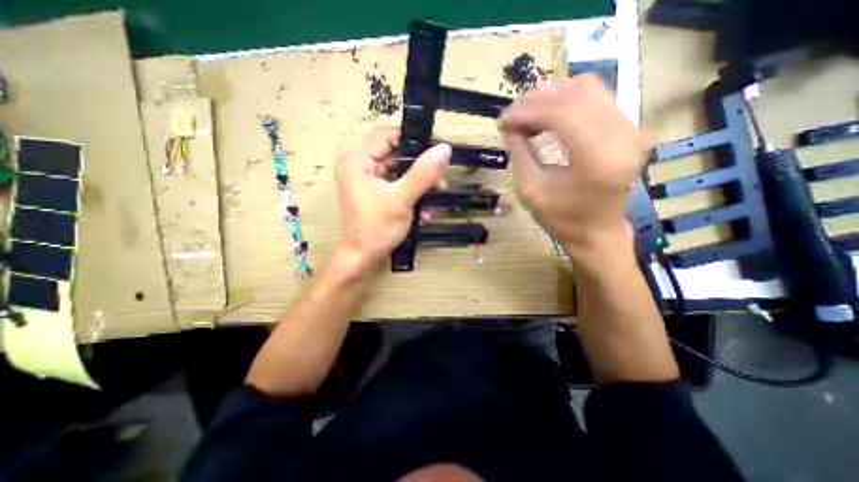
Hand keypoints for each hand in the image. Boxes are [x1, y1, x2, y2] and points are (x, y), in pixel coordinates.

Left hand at [333, 125, 449, 273]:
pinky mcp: (374, 191)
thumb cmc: (377, 229)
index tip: (436, 153)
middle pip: (395, 153)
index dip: (413, 141)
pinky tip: (422, 210)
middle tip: (439, 182)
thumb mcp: (402, 199)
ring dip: (418, 183)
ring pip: (399, 169)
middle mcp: (359, 164)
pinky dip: (410, 192)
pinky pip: (396, 183)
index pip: (388, 135)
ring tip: (434, 198)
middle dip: (420, 168)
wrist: (362, 257)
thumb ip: (423, 173)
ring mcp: (366, 179)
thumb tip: (444, 148)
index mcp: (357, 159)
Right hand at [500, 73, 646, 253]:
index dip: (529, 111)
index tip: (504, 119)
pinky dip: (565, 103)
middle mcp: (623, 136)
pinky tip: (546, 117)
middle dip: (538, 101)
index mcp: (599, 158)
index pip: (563, 114)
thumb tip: (508, 125)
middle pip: (577, 94)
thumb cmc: (561, 218)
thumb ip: (519, 153)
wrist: (596, 232)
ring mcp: (630, 129)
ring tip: (526, 116)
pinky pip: (595, 100)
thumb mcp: (530, 190)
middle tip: (512, 116)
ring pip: (587, 90)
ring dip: (551, 98)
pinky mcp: (628, 129)